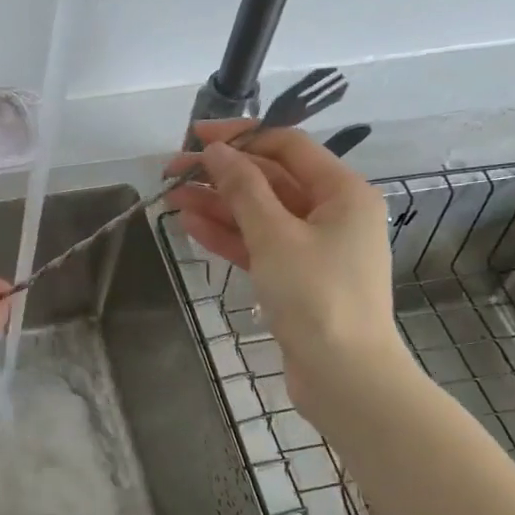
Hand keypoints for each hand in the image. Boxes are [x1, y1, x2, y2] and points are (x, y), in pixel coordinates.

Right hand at [166, 121, 402, 403]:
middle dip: (221, 175)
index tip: (196, 138)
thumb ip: (243, 189)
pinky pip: (259, 244)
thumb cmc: (317, 296)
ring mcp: (314, 246)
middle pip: (270, 180)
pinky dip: (228, 235)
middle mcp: (332, 212)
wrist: (344, 376)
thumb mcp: (275, 236)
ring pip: (259, 214)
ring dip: (217, 205)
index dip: (241, 137)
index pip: (287, 146)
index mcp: (342, 192)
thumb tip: (217, 152)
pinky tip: (191, 225)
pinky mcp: (297, 276)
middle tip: (172, 172)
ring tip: (171, 199)